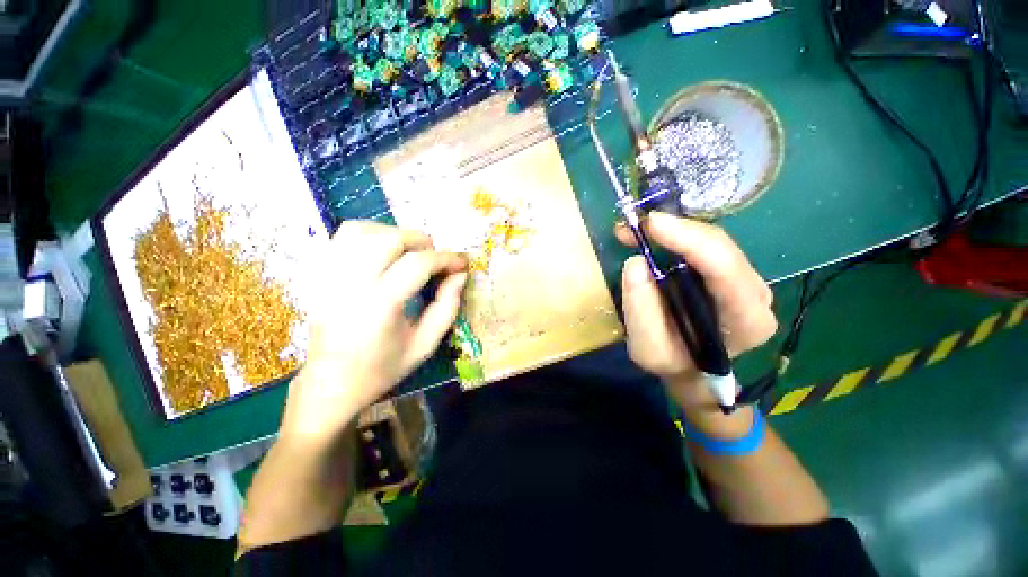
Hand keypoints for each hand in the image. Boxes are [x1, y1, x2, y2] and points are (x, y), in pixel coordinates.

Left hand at [280, 221, 467, 448]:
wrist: (331, 384)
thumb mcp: (426, 344)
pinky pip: (340, 237)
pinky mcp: (317, 275)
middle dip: (420, 241)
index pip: (418, 264)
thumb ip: (447, 307)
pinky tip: (381, 253)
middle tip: (433, 257)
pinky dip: (368, 236)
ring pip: (360, 230)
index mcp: (380, 305)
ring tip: (408, 251)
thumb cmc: (383, 368)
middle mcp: (350, 284)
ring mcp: (328, 277)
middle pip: (389, 239)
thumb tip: (460, 275)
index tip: (461, 263)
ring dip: (392, 233)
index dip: (446, 258)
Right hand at [616, 212, 776, 412]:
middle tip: (635, 225)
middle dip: (676, 229)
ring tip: (637, 231)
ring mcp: (748, 280)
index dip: (688, 239)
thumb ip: (641, 311)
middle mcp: (757, 295)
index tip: (649, 224)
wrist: (693, 369)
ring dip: (674, 230)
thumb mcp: (648, 350)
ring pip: (713, 241)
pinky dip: (677, 236)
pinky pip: (706, 245)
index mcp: (746, 320)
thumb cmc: (673, 364)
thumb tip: (636, 262)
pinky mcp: (732, 273)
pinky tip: (654, 236)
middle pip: (721, 246)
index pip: (724, 268)